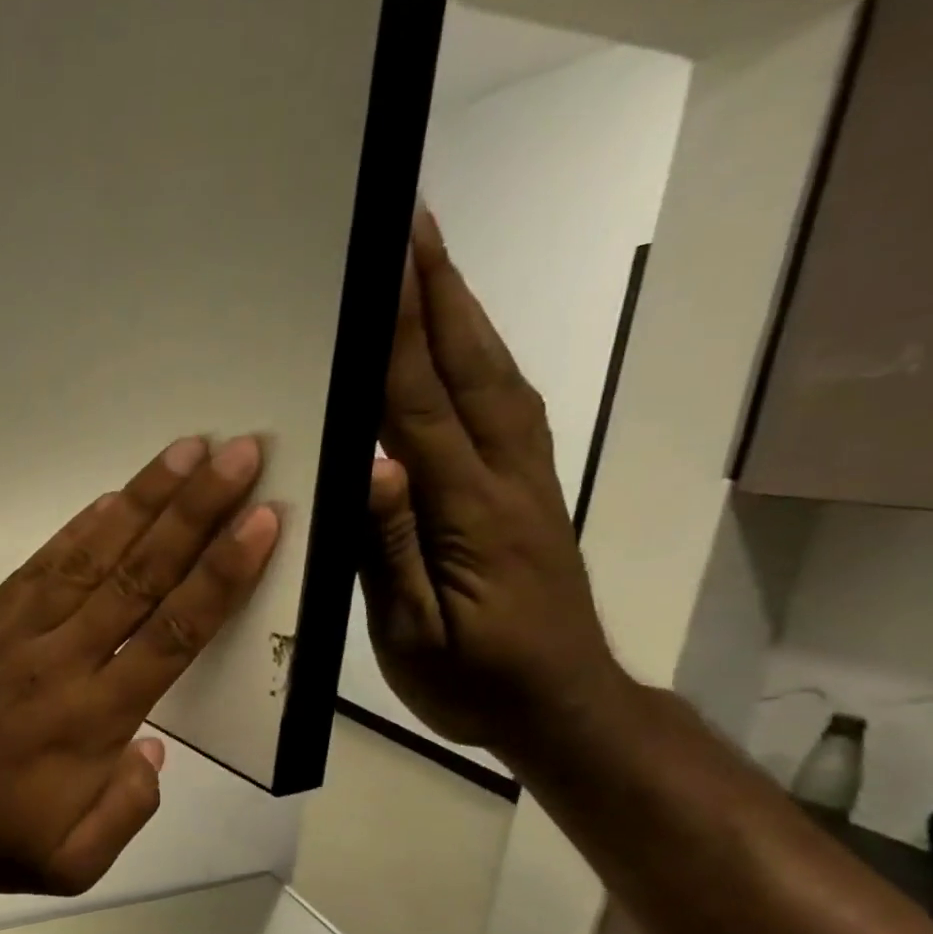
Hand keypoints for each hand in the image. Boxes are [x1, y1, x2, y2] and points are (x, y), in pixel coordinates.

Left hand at [0, 437, 280, 895]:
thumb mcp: (72, 862)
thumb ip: (129, 810)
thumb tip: (153, 747)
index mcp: (93, 720)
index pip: (173, 634)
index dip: (222, 574)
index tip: (260, 521)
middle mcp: (62, 663)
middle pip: (142, 578)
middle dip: (196, 512)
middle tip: (240, 455)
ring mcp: (17, 634)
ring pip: (92, 558)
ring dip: (143, 502)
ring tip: (187, 452)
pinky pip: (39, 566)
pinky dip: (78, 529)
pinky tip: (112, 497)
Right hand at [360, 206, 629, 764]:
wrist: (561, 707)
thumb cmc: (473, 682)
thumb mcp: (413, 634)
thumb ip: (388, 551)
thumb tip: (371, 466)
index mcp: (467, 513)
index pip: (422, 406)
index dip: (399, 334)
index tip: (380, 264)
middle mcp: (504, 479)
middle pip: (469, 369)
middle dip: (438, 294)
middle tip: (410, 226)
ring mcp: (526, 481)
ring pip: (496, 378)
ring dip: (463, 314)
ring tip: (432, 264)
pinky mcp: (531, 492)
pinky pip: (508, 407)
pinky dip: (483, 358)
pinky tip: (464, 344)